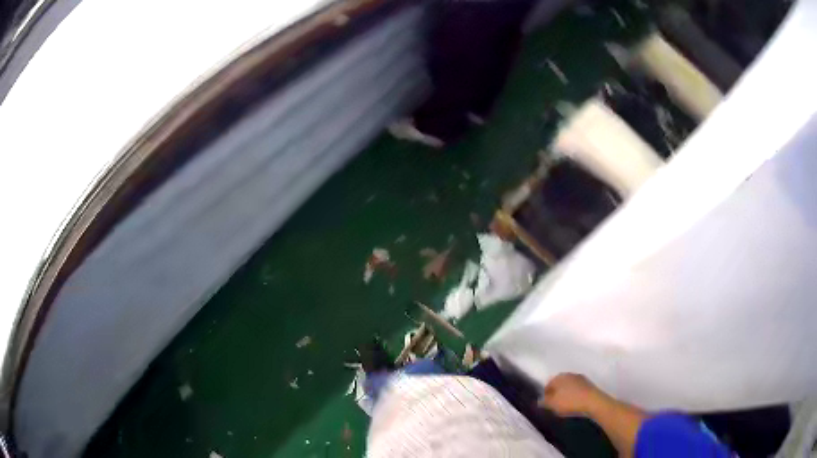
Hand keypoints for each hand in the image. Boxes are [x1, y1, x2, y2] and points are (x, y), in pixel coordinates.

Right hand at [538, 373, 603, 416]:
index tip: (546, 404)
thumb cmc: (570, 402)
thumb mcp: (552, 404)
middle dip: (556, 393)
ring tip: (565, 404)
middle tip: (555, 404)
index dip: (545, 394)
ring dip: (565, 393)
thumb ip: (544, 402)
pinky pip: (577, 389)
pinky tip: (574, 402)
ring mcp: (579, 378)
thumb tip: (540, 400)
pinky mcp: (588, 383)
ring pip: (568, 386)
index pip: (548, 384)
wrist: (593, 401)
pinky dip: (574, 394)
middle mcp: (568, 374)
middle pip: (559, 384)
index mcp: (558, 377)